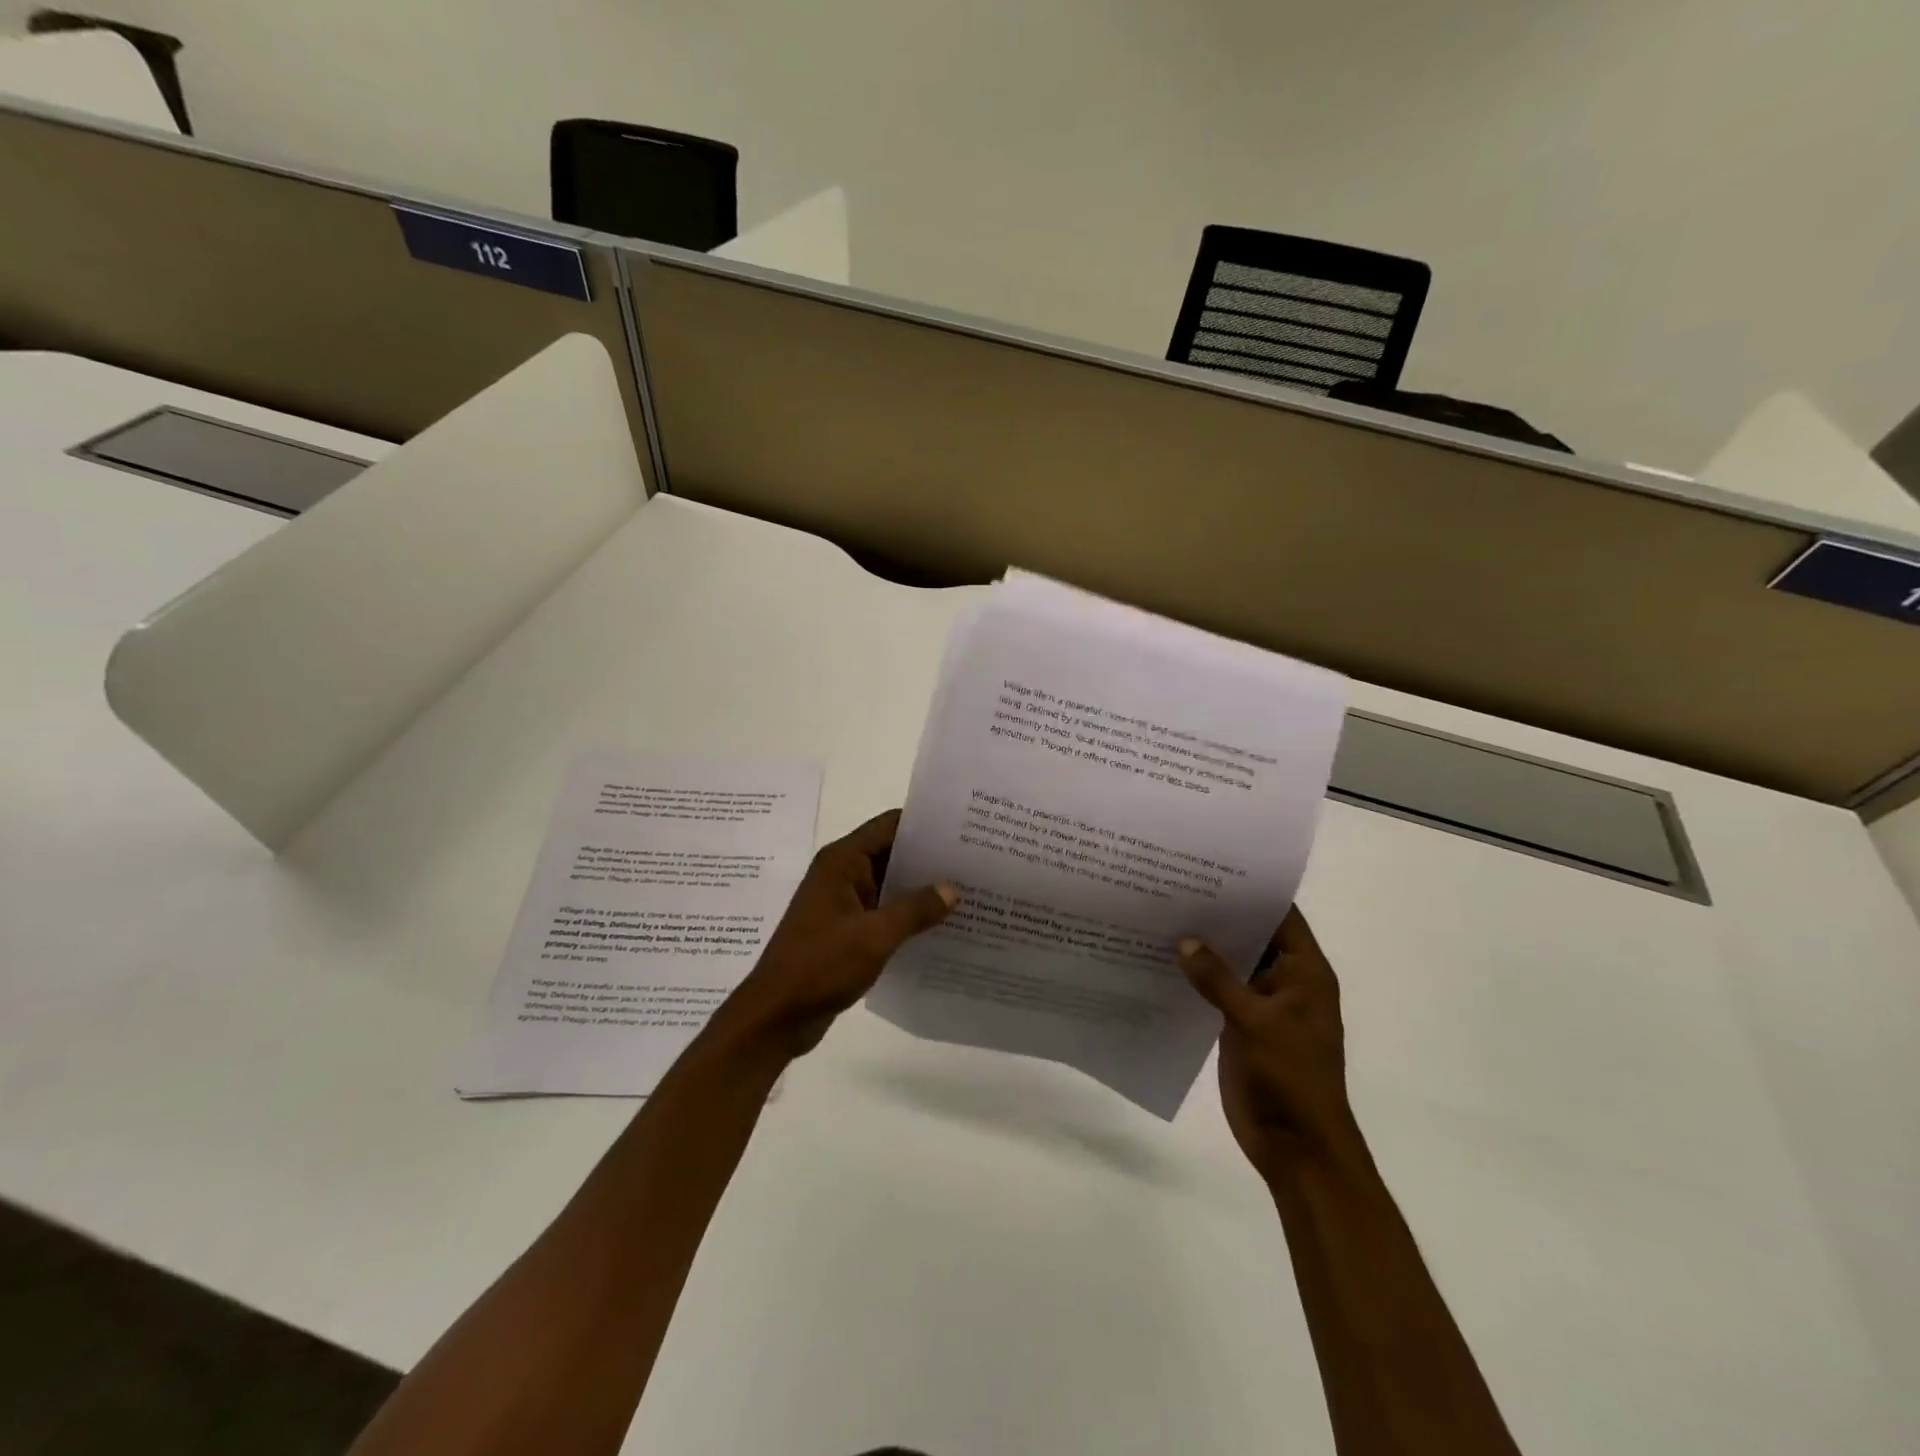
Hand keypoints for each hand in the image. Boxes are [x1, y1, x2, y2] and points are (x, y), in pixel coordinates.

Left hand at [714, 810, 957, 1058]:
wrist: (776, 1016)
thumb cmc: (820, 965)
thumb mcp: (874, 936)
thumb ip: (915, 909)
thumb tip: (952, 889)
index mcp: (842, 862)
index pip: (890, 825)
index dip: (925, 824)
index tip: (964, 829)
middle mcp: (842, 874)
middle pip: (892, 852)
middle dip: (930, 857)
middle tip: (975, 862)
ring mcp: (843, 902)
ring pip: (890, 883)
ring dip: (921, 888)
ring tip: (968, 891)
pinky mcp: (846, 929)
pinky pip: (884, 910)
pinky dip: (908, 914)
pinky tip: (941, 925)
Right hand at [1178, 908, 1358, 1178]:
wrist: (1297, 1147)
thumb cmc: (1290, 1077)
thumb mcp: (1255, 1022)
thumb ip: (1218, 978)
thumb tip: (1184, 940)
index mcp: (1304, 973)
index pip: (1281, 916)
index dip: (1251, 892)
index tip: (1211, 867)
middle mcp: (1284, 981)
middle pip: (1252, 936)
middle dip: (1218, 916)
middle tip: (1173, 886)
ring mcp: (1261, 1005)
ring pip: (1230, 964)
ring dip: (1203, 947)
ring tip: (1160, 914)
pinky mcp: (1239, 1026)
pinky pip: (1216, 991)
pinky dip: (1195, 977)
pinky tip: (1160, 960)